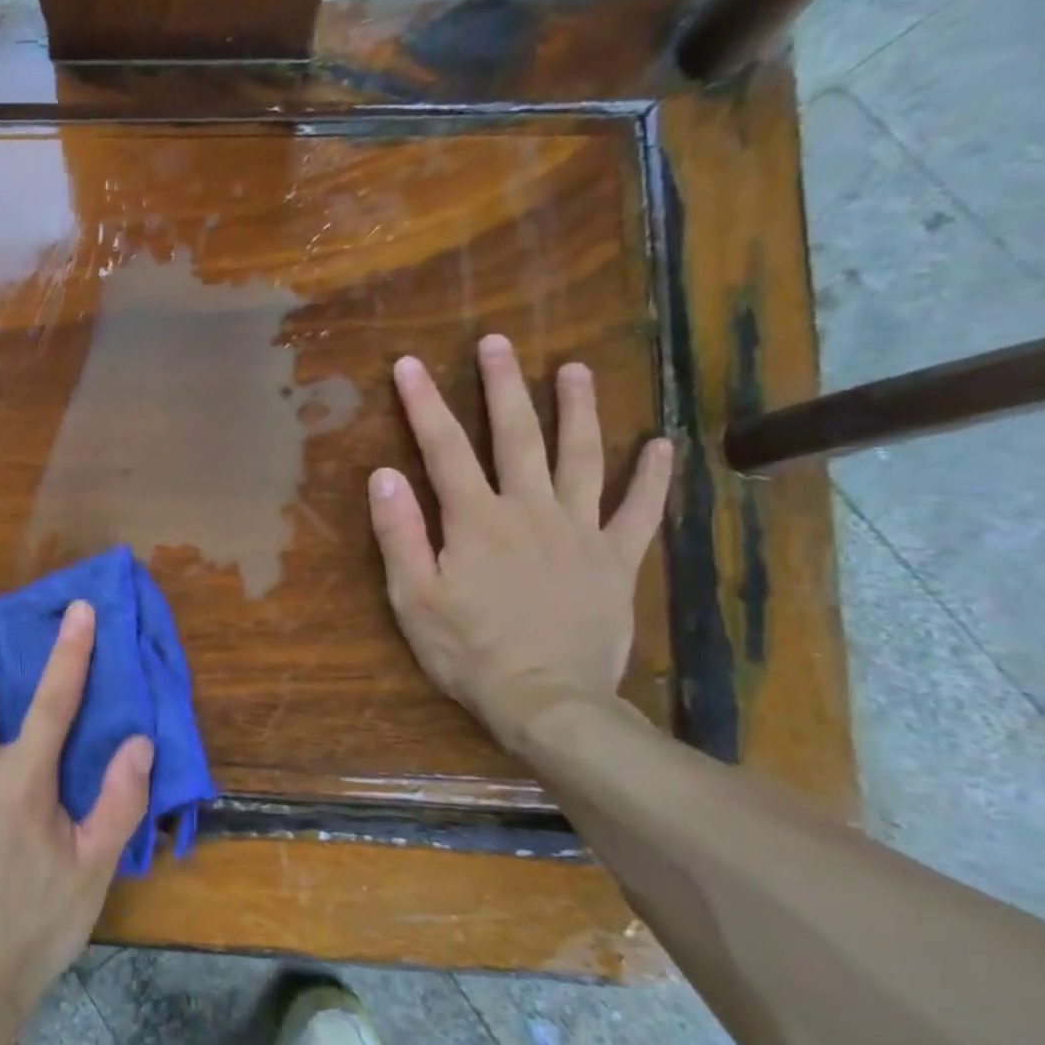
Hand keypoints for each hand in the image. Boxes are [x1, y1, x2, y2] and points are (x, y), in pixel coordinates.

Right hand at [368, 334, 672, 740]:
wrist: (547, 702)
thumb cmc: (468, 652)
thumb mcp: (414, 598)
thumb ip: (400, 534)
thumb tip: (383, 475)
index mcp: (476, 520)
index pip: (443, 449)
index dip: (423, 404)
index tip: (410, 363)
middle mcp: (530, 511)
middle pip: (517, 437)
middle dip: (504, 386)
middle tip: (498, 342)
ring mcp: (580, 532)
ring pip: (581, 458)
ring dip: (578, 410)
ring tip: (576, 369)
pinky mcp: (616, 560)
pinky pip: (639, 511)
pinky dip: (651, 477)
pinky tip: (660, 445)